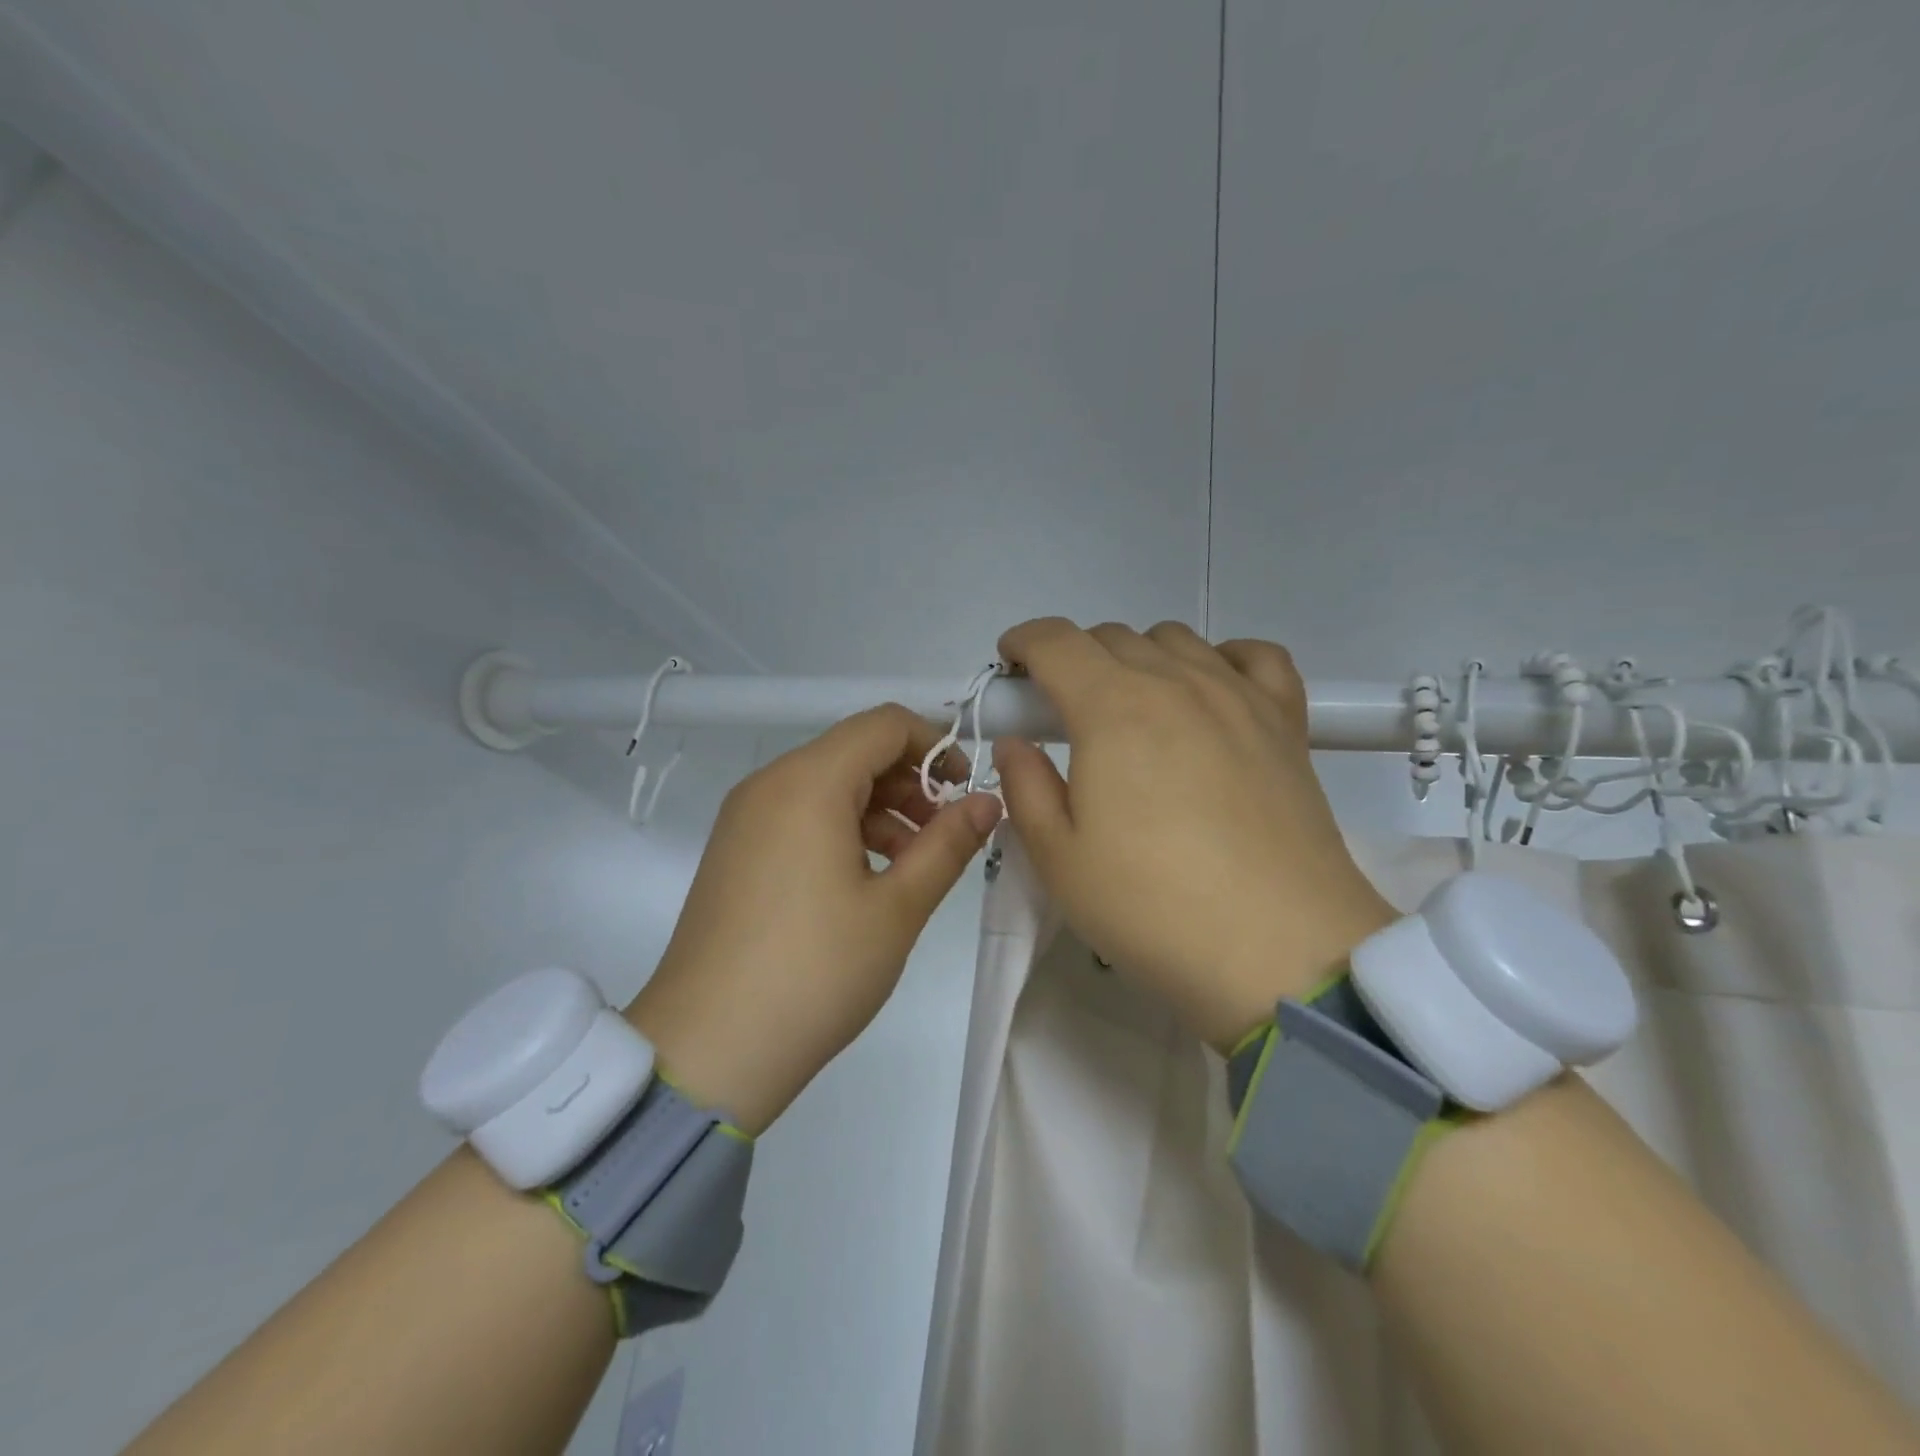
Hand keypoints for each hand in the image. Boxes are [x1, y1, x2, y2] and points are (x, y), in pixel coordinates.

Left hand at [624, 705, 1002, 1133]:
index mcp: (808, 782)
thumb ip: (948, 843)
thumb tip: (989, 802)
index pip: (884, 724)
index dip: (935, 744)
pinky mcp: (735, 851)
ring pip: (828, 784)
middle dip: (910, 781)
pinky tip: (867, 878)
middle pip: (855, 750)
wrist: (708, 1048)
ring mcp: (745, 818)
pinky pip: (800, 814)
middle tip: (945, 835)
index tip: (966, 791)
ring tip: (913, 863)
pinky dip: (843, 828)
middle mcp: (770, 784)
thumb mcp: (897, 907)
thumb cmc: (815, 971)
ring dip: (880, 808)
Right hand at [993, 618, 1396, 1052]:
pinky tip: (1210, 695)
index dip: (1023, 643)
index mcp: (1111, 708)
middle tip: (1063, 714)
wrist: (1279, 953)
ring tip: (1132, 712)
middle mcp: (1176, 682)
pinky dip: (1221, 659)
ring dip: (1137, 659)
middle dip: (1073, 660)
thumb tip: (1017, 744)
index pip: (1056, 641)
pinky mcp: (1286, 722)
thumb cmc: (1152, 908)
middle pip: (1111, 637)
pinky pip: (1254, 657)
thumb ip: (1025, 786)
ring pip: (1175, 639)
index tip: (1011, 669)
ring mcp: (1238, 696)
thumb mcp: (1059, 858)